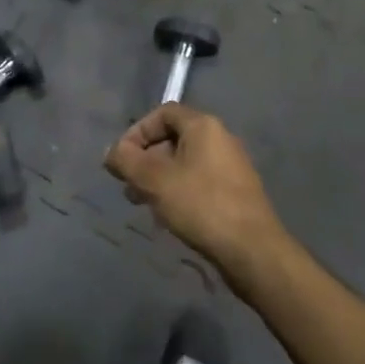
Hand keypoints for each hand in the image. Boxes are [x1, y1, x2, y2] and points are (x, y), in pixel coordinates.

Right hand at [105, 104, 286, 276]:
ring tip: (143, 203)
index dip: (137, 131)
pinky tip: (168, 215)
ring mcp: (231, 167)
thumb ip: (126, 160)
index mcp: (204, 126)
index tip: (122, 158)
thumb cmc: (201, 205)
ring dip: (158, 178)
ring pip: (184, 163)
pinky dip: (177, 191)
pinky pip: (198, 181)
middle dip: (145, 159)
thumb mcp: (154, 180)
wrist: (252, 250)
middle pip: (173, 138)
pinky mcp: (235, 192)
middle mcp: (220, 139)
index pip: (163, 113)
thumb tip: (112, 151)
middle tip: (129, 185)